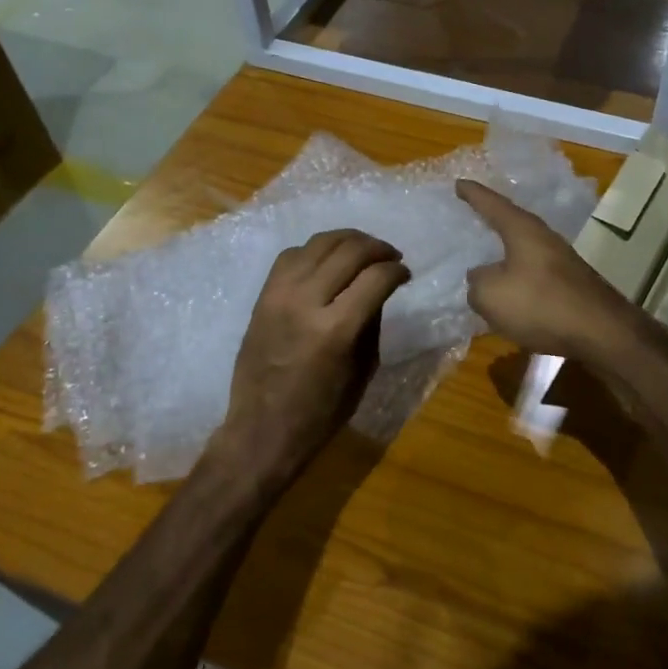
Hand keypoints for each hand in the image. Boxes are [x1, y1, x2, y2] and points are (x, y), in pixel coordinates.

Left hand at [216, 229, 409, 484]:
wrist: (262, 428)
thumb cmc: (322, 411)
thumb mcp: (364, 369)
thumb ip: (372, 322)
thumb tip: (379, 287)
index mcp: (336, 329)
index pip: (376, 277)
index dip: (397, 270)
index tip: (405, 273)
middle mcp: (306, 302)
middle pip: (349, 251)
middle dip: (377, 248)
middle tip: (390, 256)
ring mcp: (279, 295)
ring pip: (319, 243)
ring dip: (348, 240)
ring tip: (363, 250)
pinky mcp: (262, 296)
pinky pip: (291, 255)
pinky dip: (315, 251)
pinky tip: (328, 261)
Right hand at [458, 180, 645, 363]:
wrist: (600, 332)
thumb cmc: (540, 304)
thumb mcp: (490, 295)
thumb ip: (477, 282)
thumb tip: (481, 277)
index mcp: (523, 230)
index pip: (493, 205)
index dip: (473, 194)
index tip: (459, 183)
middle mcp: (544, 238)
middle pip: (513, 224)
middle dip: (493, 221)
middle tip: (474, 214)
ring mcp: (562, 261)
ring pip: (525, 252)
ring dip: (506, 255)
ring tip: (487, 258)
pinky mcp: (571, 285)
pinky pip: (534, 275)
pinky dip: (519, 279)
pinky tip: (511, 292)